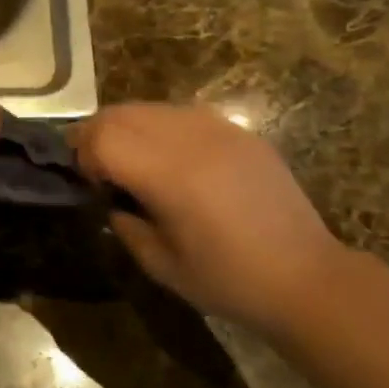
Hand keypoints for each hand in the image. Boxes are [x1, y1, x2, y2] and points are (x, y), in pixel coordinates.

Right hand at [75, 103, 348, 331]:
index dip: (83, 155)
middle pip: (121, 113)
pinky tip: (175, 162)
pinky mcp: (241, 132)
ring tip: (136, 164)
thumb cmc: (228, 280)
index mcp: (169, 174)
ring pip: (151, 108)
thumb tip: (112, 201)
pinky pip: (185, 115)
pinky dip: (163, 129)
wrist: (305, 277)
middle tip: (100, 170)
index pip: (102, 137)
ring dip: (129, 129)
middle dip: (98, 136)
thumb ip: (125, 225)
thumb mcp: (160, 264)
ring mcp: (220, 129)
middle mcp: (191, 138)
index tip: (90, 184)